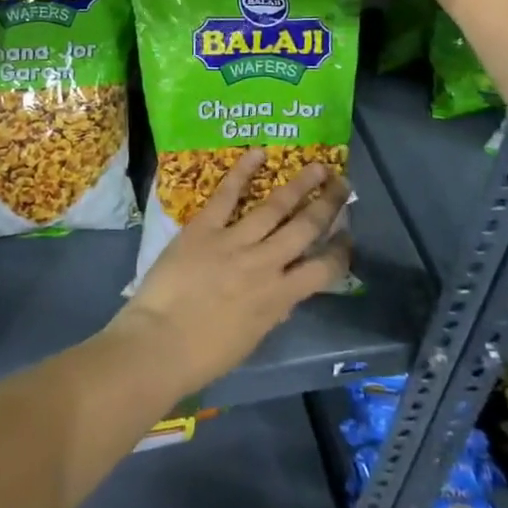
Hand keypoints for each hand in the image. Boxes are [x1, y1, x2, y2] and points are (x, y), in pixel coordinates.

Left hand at [113, 151, 352, 392]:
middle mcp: (265, 264)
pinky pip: (227, 194)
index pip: (323, 270)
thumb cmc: (204, 355)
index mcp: (279, 297)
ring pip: (275, 206)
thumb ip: (271, 310)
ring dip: (300, 185)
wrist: (159, 345)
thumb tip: (284, 293)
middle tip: (342, 185)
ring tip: (317, 166)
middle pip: (305, 228)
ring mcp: (235, 242)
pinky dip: (243, 172)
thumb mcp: (251, 337)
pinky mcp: (205, 227)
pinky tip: (258, 153)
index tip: (348, 235)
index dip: (340, 250)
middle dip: (328, 205)